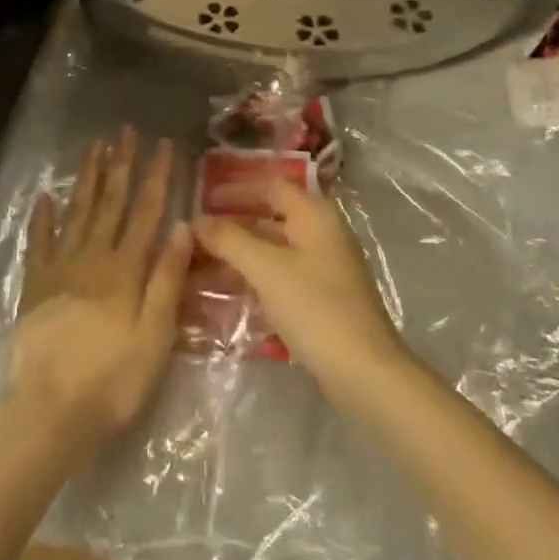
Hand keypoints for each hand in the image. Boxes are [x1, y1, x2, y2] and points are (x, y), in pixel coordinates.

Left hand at [9, 129, 192, 453]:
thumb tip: (180, 226)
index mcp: (124, 269)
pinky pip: (39, 243)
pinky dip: (42, 218)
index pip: (145, 211)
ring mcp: (60, 269)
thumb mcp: (155, 335)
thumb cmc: (114, 379)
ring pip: (76, 212)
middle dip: (120, 165)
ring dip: (87, 178)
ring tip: (94, 147)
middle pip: (110, 202)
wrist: (52, 412)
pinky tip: (44, 196)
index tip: (163, 145)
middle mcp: (92, 258)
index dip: (156, 176)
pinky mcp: (36, 287)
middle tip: (125, 132)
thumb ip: (167, 279)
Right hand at [193, 180, 412, 402]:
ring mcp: (325, 267)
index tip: (201, 199)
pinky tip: (226, 292)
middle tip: (194, 236)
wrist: (365, 373)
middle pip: (270, 217)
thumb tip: (197, 220)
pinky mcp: (323, 298)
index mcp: (315, 214)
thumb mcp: (266, 269)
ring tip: (199, 266)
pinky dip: (254, 278)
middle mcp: (322, 233)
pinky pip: (280, 275)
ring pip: (273, 250)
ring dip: (239, 255)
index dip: (235, 189)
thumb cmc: (315, 308)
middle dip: (232, 226)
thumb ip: (229, 240)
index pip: (270, 186)